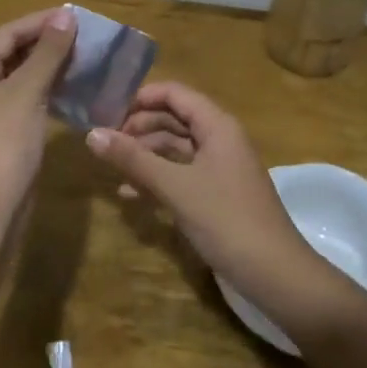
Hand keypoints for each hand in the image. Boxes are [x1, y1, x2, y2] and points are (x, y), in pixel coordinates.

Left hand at [0, 7, 76, 217]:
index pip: (9, 32)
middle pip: (14, 51)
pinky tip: (74, 87)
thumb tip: (66, 16)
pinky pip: (28, 98)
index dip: (41, 21)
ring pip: (23, 76)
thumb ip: (47, 52)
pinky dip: (49, 89)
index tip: (75, 16)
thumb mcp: (26, 91)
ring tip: (84, 56)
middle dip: (47, 42)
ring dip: (51, 65)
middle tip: (84, 35)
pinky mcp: (6, 131)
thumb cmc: (4, 141)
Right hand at [85, 84, 359, 336]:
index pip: (174, 93)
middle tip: (105, 142)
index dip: (140, 97)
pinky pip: (182, 174)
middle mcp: (220, 139)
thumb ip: (133, 159)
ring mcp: (220, 167)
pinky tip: (131, 194)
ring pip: (176, 148)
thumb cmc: (226, 220)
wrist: (275, 274)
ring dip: (145, 155)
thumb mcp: (175, 187)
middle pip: (173, 118)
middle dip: (139, 127)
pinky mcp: (217, 194)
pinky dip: (158, 178)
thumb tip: (91, 134)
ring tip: (112, 168)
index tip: (106, 111)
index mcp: (217, 126)